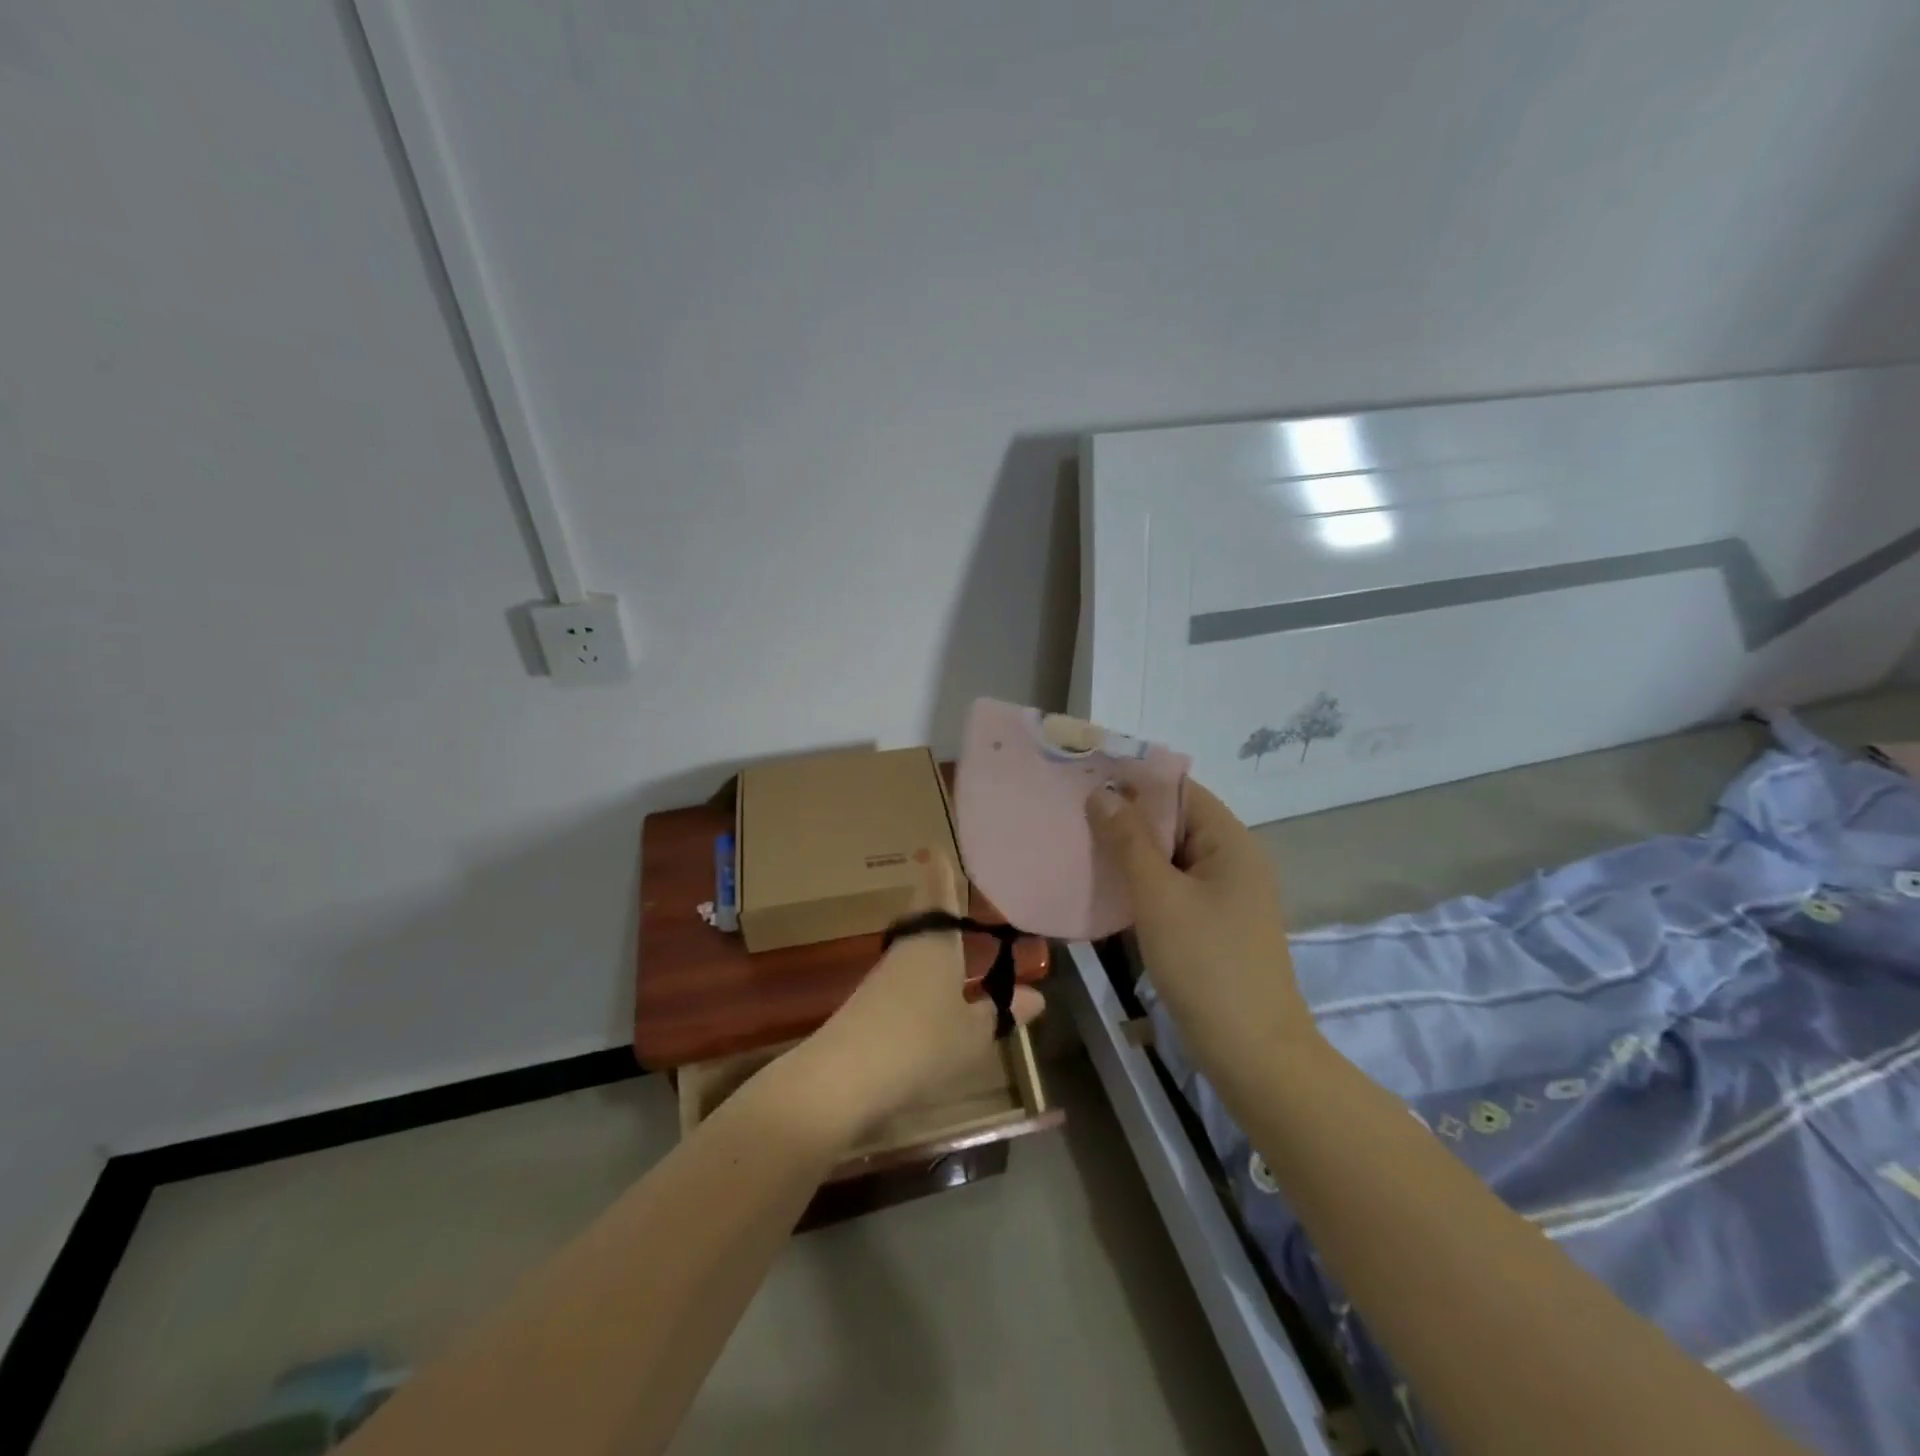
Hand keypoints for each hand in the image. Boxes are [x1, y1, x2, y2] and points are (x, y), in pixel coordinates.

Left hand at [794, 854, 1044, 1139]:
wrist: (843, 1078)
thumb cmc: (922, 1043)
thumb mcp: (974, 1033)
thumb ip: (1001, 1012)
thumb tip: (1035, 997)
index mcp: (936, 942)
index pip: (938, 893)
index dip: (940, 871)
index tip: (937, 848)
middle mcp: (908, 949)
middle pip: (923, 918)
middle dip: (939, 907)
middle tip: (958, 895)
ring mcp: (884, 976)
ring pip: (914, 949)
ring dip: (934, 945)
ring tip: (957, 945)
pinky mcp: (869, 1004)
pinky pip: (905, 977)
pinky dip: (923, 976)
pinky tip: (935, 994)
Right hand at [1086, 780, 1316, 1075]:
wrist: (1252, 1052)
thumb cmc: (1206, 963)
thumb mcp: (1159, 896)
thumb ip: (1128, 841)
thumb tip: (1102, 794)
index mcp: (1231, 842)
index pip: (1181, 790)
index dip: (1135, 781)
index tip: (1087, 779)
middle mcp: (1232, 860)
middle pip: (1175, 822)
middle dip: (1127, 817)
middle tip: (1074, 813)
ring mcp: (1225, 896)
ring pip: (1171, 858)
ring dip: (1131, 852)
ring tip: (1081, 844)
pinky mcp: (1213, 925)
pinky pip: (1173, 888)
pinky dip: (1143, 883)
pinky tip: (1106, 887)